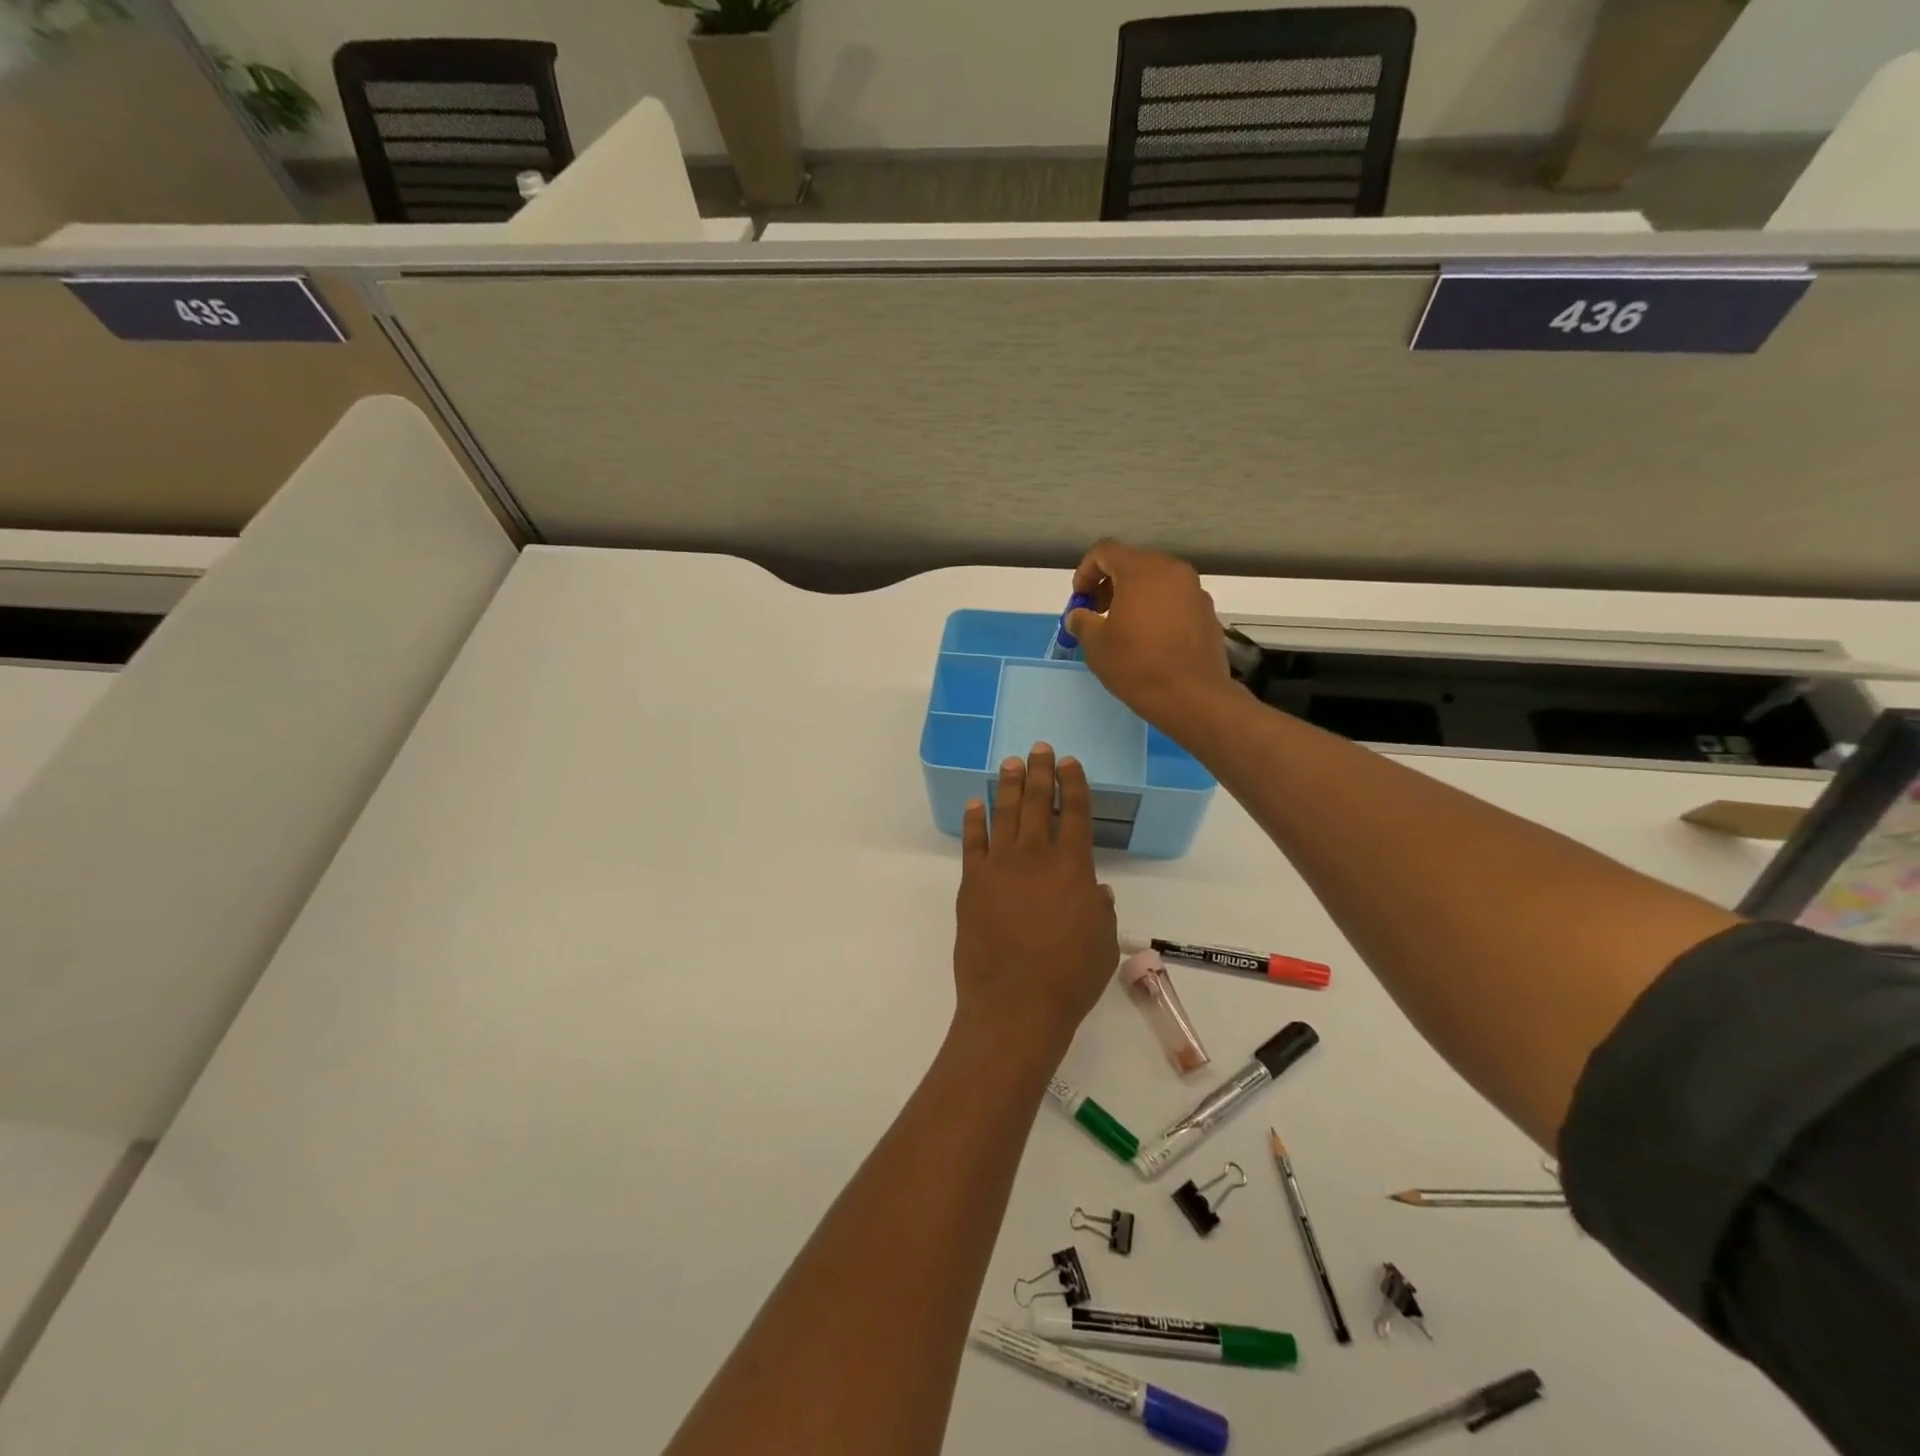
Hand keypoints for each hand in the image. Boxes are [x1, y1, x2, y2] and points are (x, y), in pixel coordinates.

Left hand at [952, 743, 1118, 1065]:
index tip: (1069, 762)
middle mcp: (1034, 856)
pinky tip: (976, 803)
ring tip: (1010, 763)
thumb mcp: (1103, 942)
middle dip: (1039, 772)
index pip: (1074, 812)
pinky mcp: (971, 884)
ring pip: (1004, 815)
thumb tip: (1094, 888)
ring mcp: (998, 867)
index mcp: (1072, 866)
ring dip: (1008, 786)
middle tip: (1038, 748)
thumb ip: (1101, 908)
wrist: (1015, 1003)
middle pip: (1036, 803)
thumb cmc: (1070, 977)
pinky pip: (972, 843)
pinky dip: (974, 820)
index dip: (1072, 783)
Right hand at [1065, 540, 1236, 734]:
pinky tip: (1150, 639)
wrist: (1193, 697)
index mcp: (1142, 570)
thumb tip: (1078, 615)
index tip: (1080, 600)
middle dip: (1109, 584)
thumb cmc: (1137, 666)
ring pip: (1155, 581)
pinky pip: (1174, 599)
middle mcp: (1172, 570)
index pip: (1105, 551)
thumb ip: (1082, 621)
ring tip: (1123, 628)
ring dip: (1133, 596)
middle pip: (1132, 563)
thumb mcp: (1096, 645)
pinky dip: (1156, 608)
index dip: (1085, 572)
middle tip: (1097, 614)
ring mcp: (1194, 590)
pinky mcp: (1207, 611)